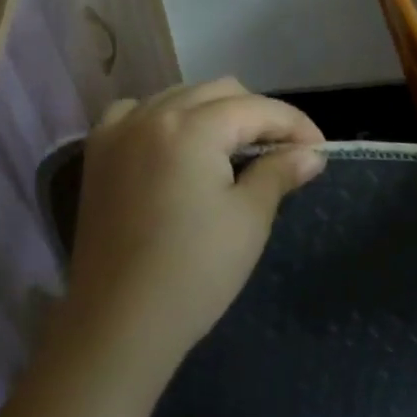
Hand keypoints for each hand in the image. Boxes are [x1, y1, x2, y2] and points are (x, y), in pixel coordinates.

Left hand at [64, 78, 324, 380]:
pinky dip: (163, 118)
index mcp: (191, 127)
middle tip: (281, 151)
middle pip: (218, 92)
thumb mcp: (249, 219)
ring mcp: (118, 131)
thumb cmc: (194, 272)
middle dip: (257, 114)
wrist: (118, 325)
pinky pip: (135, 112)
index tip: (318, 149)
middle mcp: (151, 114)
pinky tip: (174, 144)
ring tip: (234, 148)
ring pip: (179, 96)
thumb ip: (280, 172)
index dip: (295, 124)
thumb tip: (310, 153)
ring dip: (213, 112)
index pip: (256, 108)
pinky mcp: (97, 153)